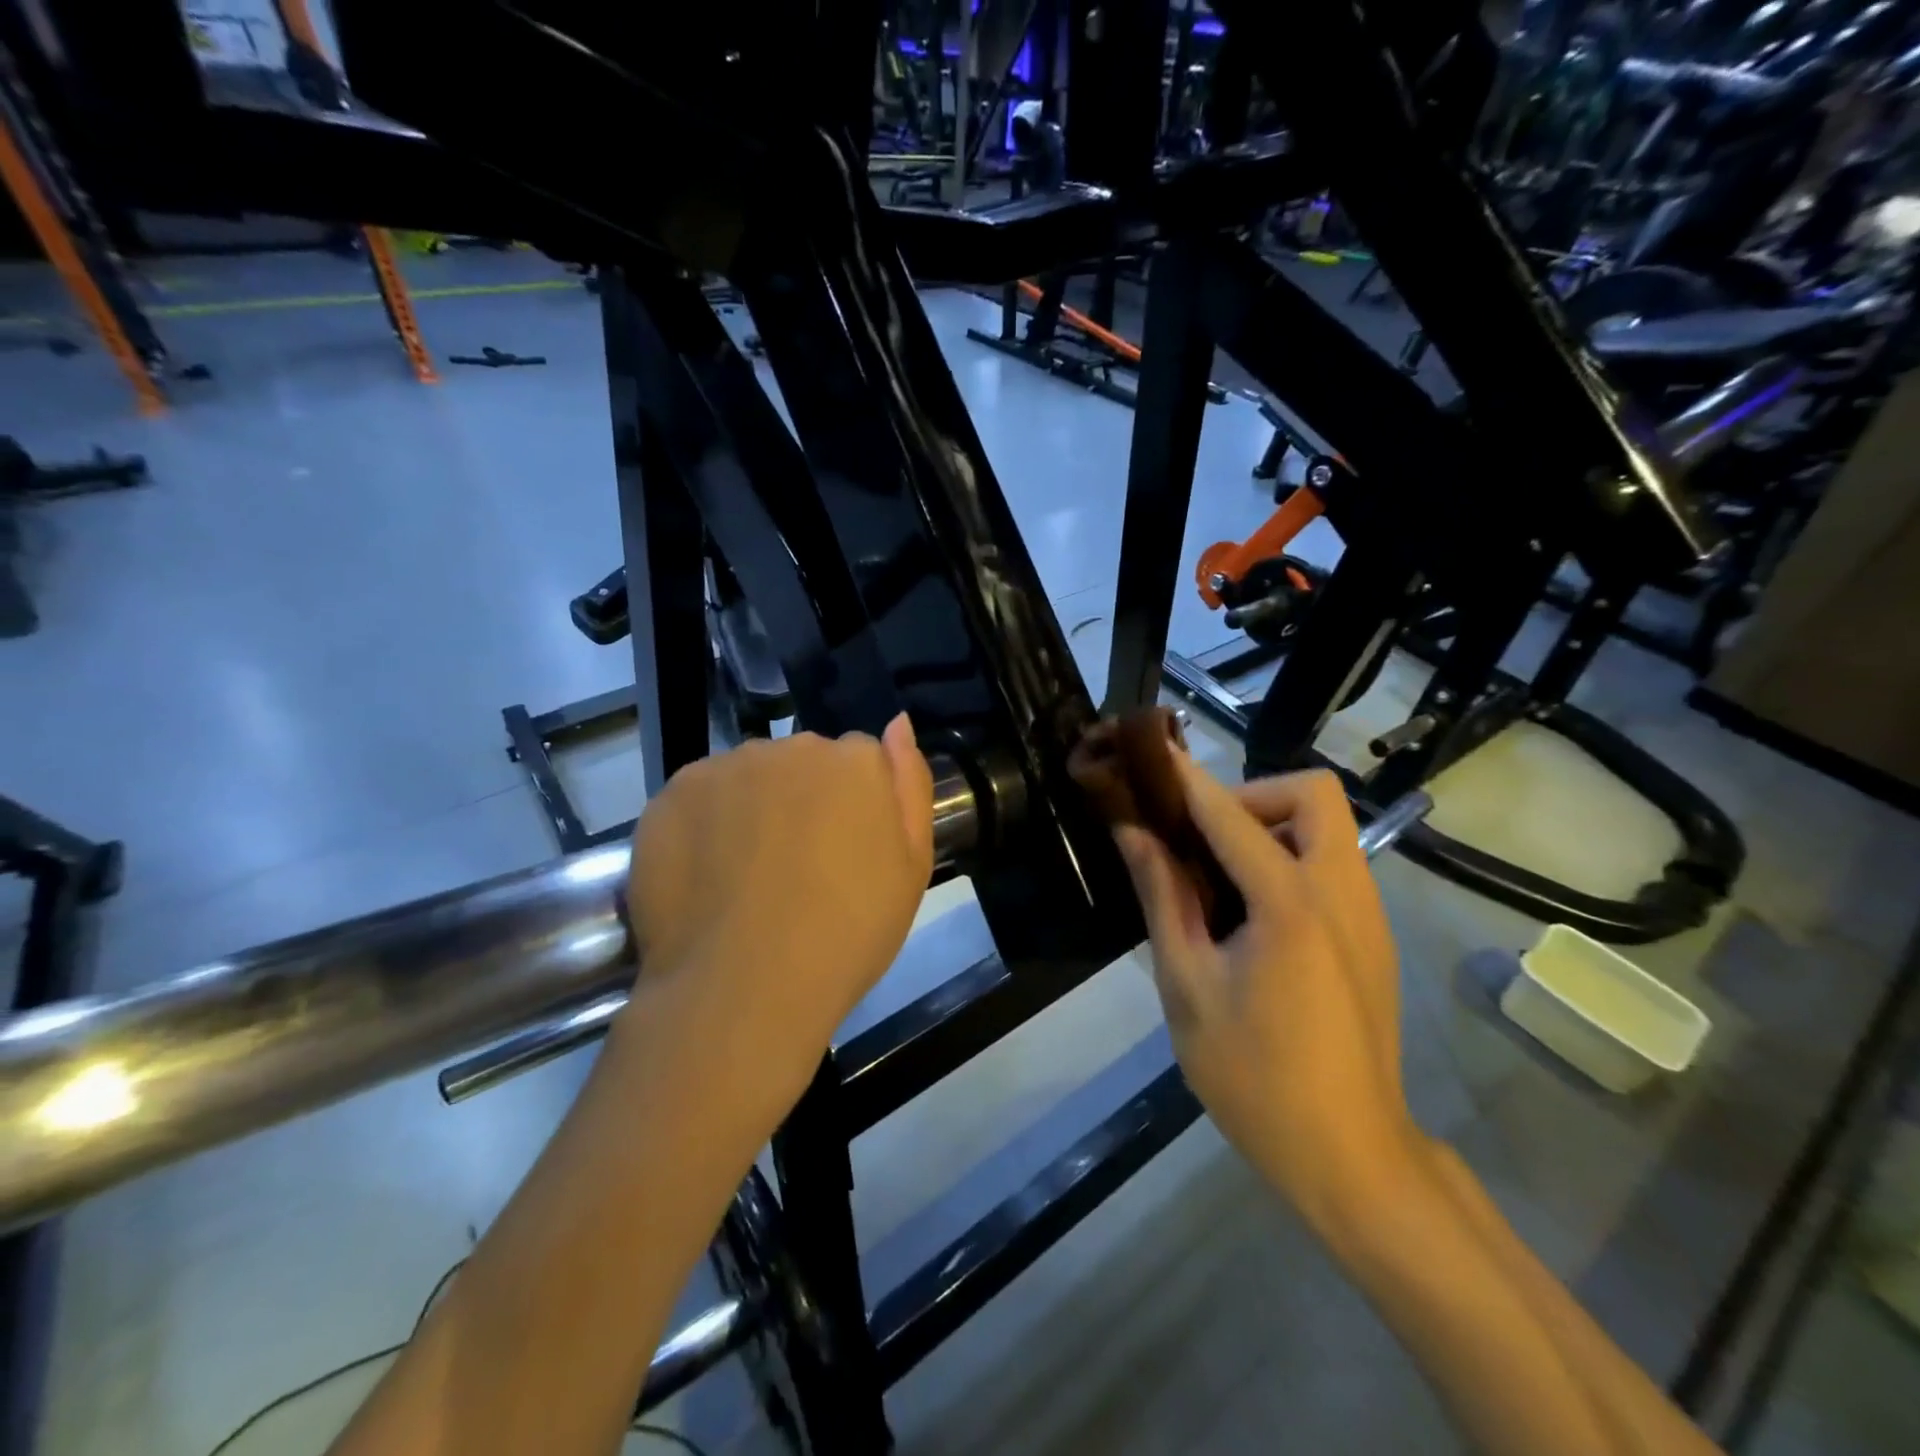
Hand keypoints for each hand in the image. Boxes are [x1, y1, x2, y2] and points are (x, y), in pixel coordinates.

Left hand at [619, 716, 933, 1109]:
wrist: (744, 989)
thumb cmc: (847, 934)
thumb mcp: (911, 868)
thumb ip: (910, 785)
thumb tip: (897, 724)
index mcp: (854, 761)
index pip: (859, 761)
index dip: (853, 807)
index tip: (845, 853)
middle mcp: (790, 746)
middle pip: (802, 763)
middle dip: (803, 799)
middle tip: (797, 868)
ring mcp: (726, 766)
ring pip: (748, 777)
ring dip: (752, 808)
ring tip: (747, 878)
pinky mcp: (671, 793)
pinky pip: (699, 798)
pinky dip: (703, 825)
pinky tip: (706, 876)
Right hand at [1113, 759, 1418, 1227]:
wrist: (1349, 1156)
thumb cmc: (1253, 1075)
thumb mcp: (1187, 986)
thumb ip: (1162, 896)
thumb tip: (1134, 832)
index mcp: (1290, 904)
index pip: (1228, 814)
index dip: (1184, 779)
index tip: (1149, 754)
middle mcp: (1342, 892)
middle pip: (1311, 793)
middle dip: (1250, 796)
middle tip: (1203, 839)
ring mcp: (1368, 913)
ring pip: (1327, 826)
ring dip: (1270, 827)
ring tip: (1219, 878)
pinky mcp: (1374, 936)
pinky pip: (1333, 864)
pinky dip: (1290, 860)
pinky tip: (1252, 916)